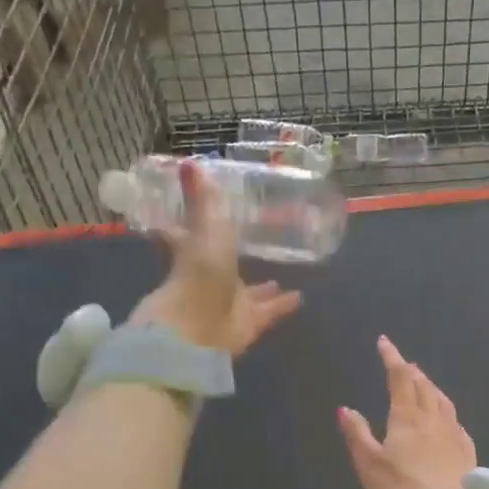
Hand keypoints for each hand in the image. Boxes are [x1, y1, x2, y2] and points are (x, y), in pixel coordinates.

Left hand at [131, 160, 302, 353]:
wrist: (199, 327)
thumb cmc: (198, 273)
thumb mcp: (204, 228)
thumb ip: (202, 200)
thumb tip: (189, 161)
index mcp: (193, 254)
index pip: (188, 236)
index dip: (194, 225)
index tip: (206, 215)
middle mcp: (210, 279)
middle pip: (224, 267)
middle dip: (236, 258)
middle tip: (254, 246)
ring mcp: (229, 304)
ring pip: (248, 293)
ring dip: (262, 287)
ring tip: (279, 276)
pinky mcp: (249, 324)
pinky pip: (269, 312)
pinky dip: (283, 305)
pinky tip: (300, 297)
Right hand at [338, 336, 477, 488]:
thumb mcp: (370, 465)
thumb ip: (358, 435)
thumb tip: (345, 408)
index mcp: (407, 417)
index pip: (399, 378)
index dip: (392, 357)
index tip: (384, 342)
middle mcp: (433, 419)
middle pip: (424, 386)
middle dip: (412, 371)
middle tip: (404, 363)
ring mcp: (454, 434)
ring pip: (443, 401)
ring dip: (431, 387)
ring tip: (425, 383)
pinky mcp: (467, 452)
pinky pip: (456, 422)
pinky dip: (447, 412)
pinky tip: (448, 419)